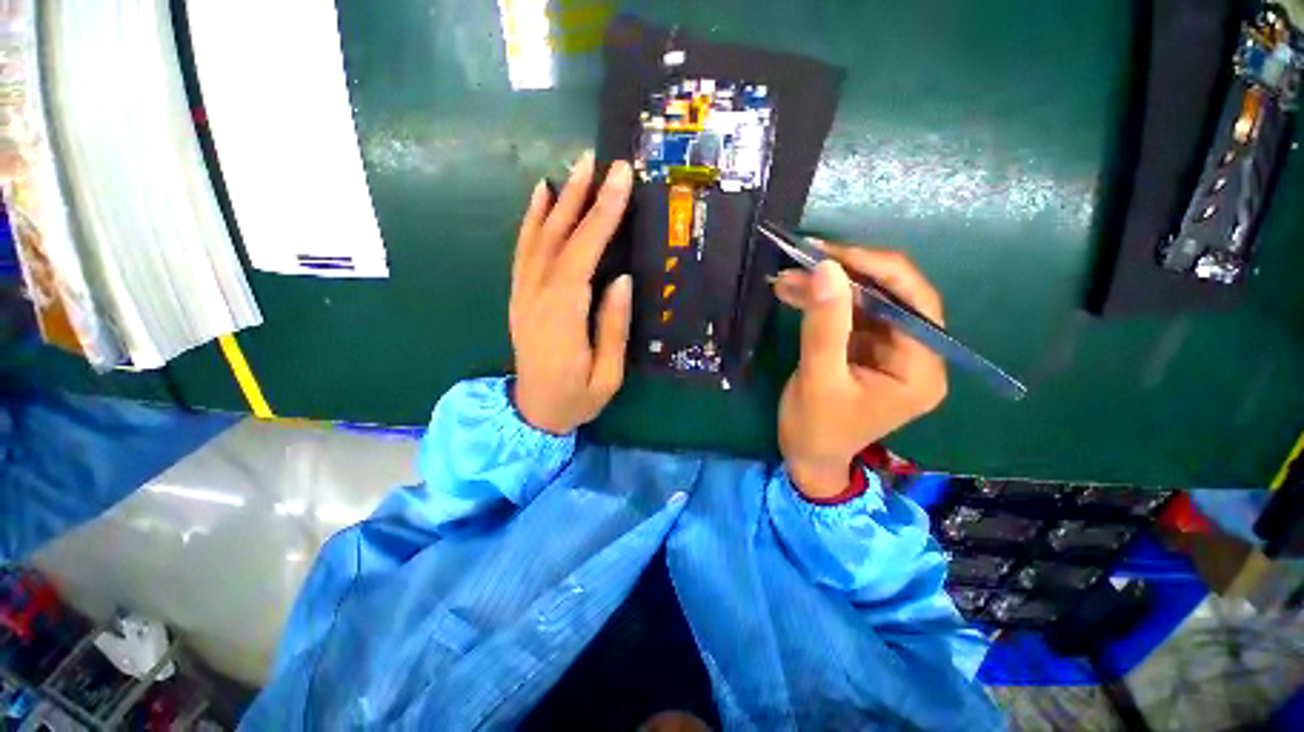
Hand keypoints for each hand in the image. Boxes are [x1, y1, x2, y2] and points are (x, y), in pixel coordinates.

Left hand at [510, 151, 633, 433]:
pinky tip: (540, 196)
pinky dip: (531, 220)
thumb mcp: (607, 376)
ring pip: (538, 238)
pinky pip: (523, 251)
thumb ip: (614, 328)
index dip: (602, 217)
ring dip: (558, 200)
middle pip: (559, 239)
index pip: (583, 257)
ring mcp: (523, 295)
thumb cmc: (576, 400)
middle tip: (601, 161)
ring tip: (577, 168)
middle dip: (582, 197)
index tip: (620, 181)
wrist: (532, 414)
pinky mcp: (519, 296)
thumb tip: (623, 280)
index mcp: (563, 319)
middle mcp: (537, 299)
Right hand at [772, 246, 947, 498]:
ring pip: (865, 303)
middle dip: (846, 277)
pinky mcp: (866, 350)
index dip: (878, 270)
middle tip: (805, 259)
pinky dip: (821, 303)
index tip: (832, 254)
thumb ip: (824, 325)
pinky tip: (793, 292)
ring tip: (788, 277)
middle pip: (891, 298)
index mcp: (920, 370)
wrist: (806, 456)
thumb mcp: (818, 378)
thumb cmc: (815, 428)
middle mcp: (915, 356)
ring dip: (827, 288)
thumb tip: (828, 268)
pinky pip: (848, 316)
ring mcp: (890, 352)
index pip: (914, 304)